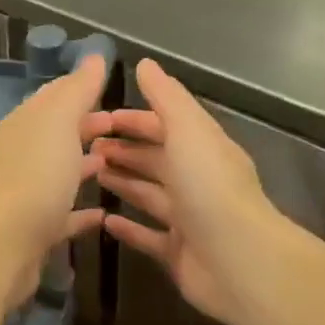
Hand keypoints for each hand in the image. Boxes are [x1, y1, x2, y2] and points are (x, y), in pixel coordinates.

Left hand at [0, 54, 110, 304]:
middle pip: (56, 134)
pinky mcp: (34, 230)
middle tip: (123, 127)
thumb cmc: (35, 176)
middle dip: (86, 127)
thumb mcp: (58, 122)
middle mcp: (20, 155)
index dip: (80, 89)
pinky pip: (63, 214)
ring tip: (117, 163)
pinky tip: (104, 214)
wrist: (2, 246)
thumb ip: (77, 90)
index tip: (111, 88)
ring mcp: (25, 193)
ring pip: (59, 172)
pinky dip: (82, 211)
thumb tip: (92, 56)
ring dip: (84, 165)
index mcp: (23, 125)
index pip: (52, 97)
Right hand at [95, 59, 290, 324]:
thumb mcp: (187, 129)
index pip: (166, 125)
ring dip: (123, 182)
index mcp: (203, 148)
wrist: (239, 260)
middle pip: (156, 159)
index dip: (134, 119)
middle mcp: (198, 180)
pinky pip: (149, 236)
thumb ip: (166, 97)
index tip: (99, 118)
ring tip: (89, 175)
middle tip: (85, 149)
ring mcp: (190, 218)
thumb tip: (146, 64)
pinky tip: (103, 220)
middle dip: (124, 150)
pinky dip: (128, 227)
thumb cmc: (209, 187)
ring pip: (150, 194)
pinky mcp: (180, 253)